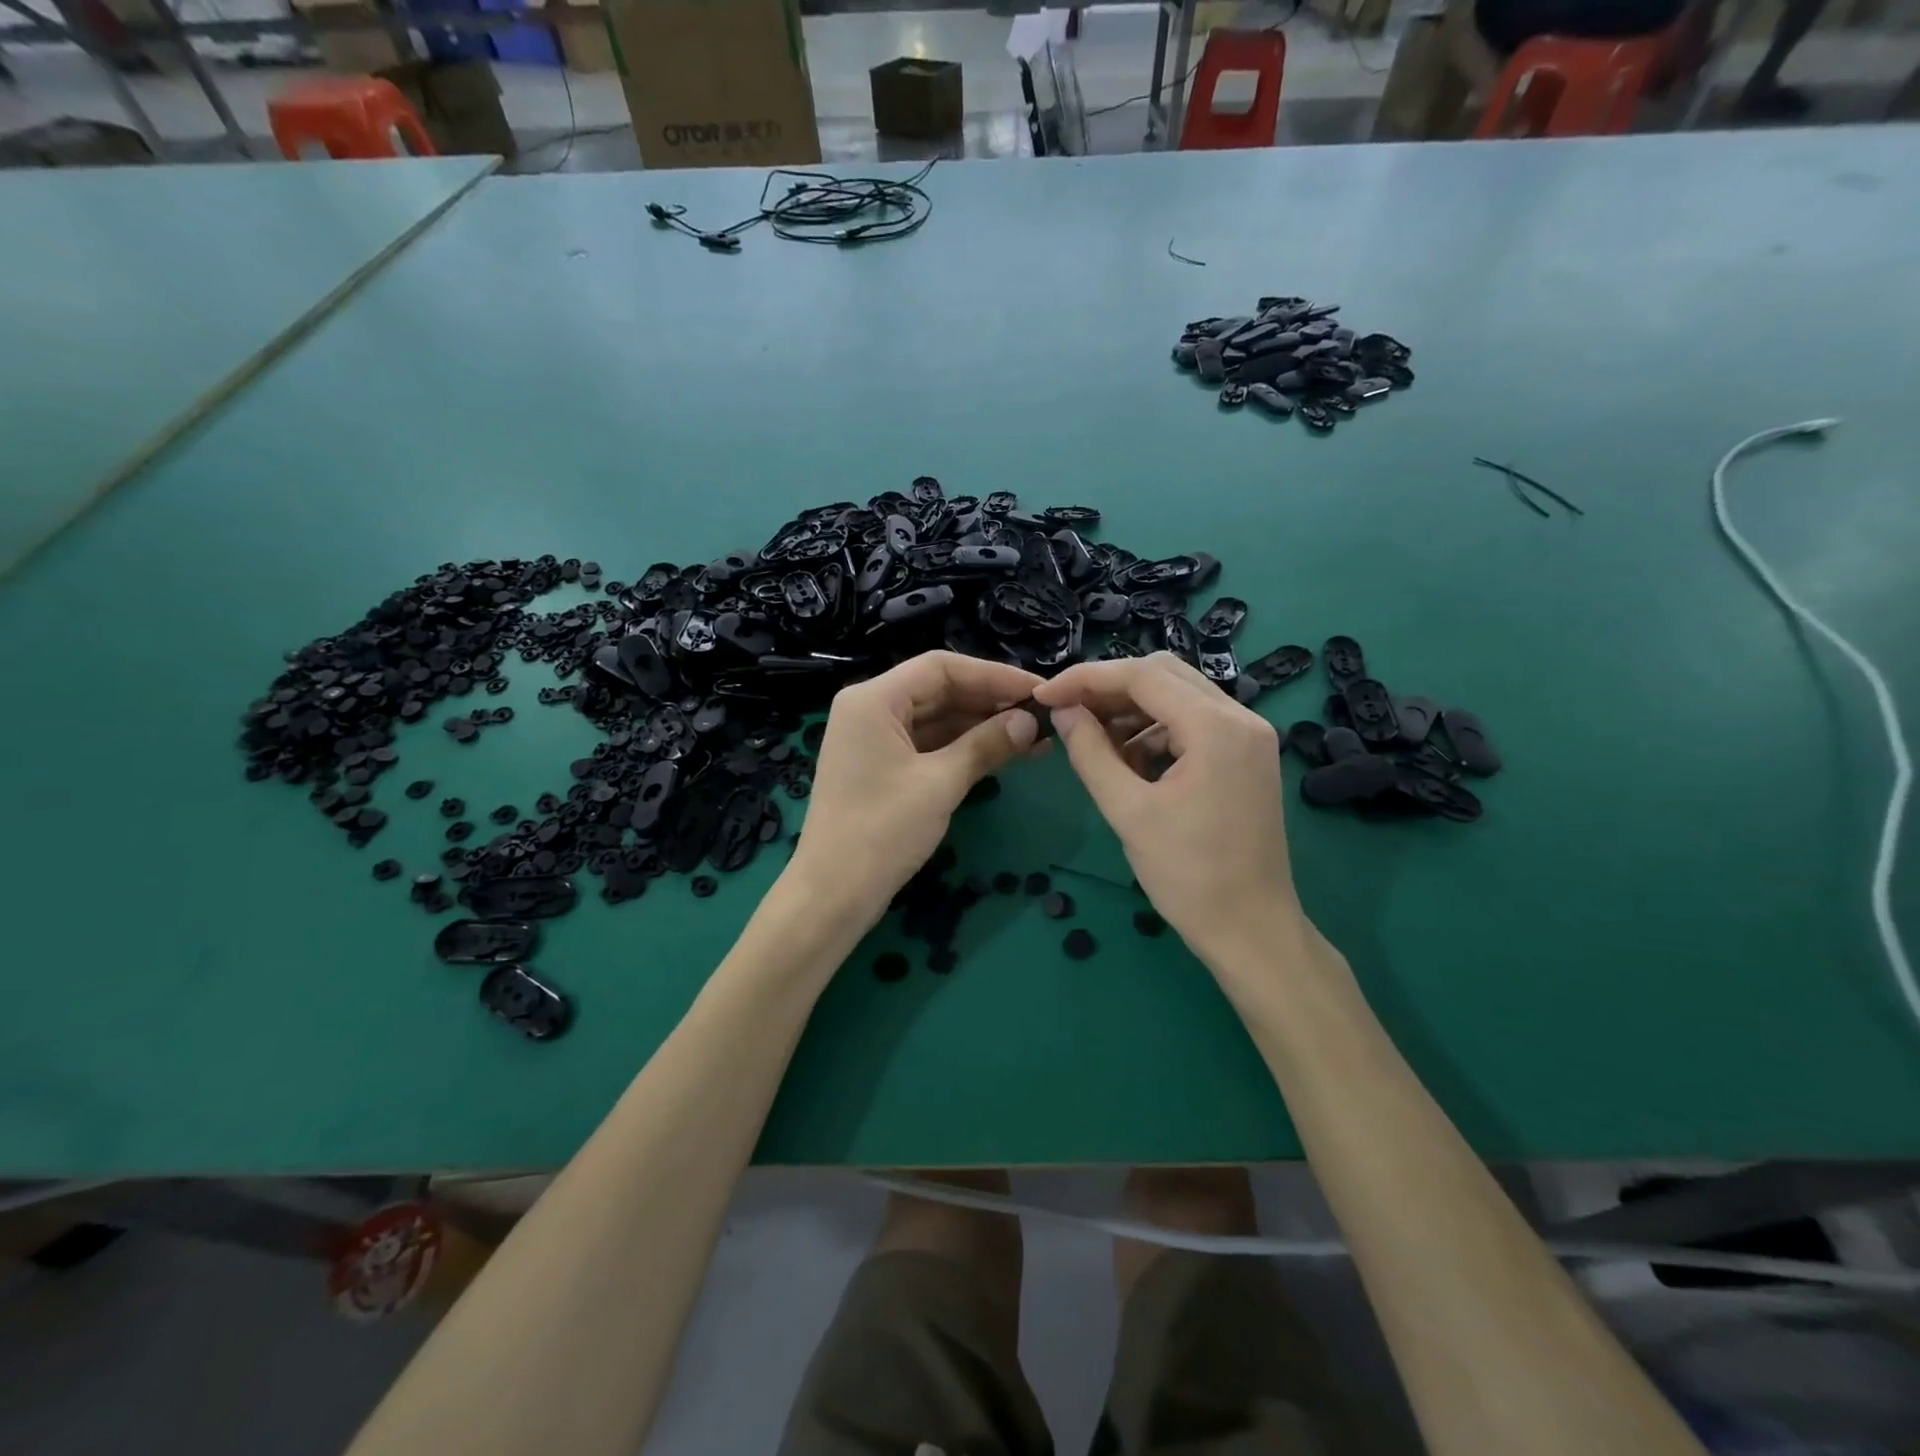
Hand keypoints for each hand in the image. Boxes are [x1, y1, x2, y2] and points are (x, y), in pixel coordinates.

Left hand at [788, 651, 1042, 926]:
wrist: (833, 895)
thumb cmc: (882, 832)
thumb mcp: (940, 784)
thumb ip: (986, 744)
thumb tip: (1031, 721)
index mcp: (874, 699)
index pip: (941, 667)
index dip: (993, 675)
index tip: (1038, 690)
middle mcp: (870, 709)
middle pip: (939, 690)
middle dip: (991, 702)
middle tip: (1043, 715)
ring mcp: (875, 739)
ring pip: (937, 718)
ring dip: (982, 726)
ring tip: (1034, 738)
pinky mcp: (882, 766)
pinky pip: (929, 744)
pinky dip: (963, 748)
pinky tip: (1003, 754)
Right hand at [1033, 653, 1301, 965]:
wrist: (1252, 931)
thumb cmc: (1189, 876)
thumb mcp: (1128, 812)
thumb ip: (1090, 753)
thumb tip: (1063, 712)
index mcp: (1216, 727)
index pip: (1142, 675)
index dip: (1086, 679)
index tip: (1044, 697)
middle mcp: (1241, 717)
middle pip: (1164, 674)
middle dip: (1109, 689)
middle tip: (1068, 714)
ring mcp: (1250, 736)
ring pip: (1179, 696)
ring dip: (1132, 711)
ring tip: (1095, 743)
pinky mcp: (1247, 756)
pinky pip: (1194, 723)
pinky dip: (1157, 731)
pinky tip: (1130, 761)